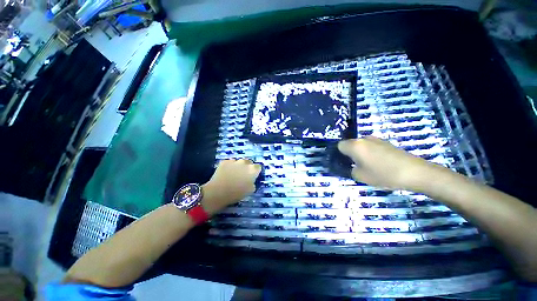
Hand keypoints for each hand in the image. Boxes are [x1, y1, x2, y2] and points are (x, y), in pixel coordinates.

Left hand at [201, 159, 261, 214]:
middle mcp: (244, 162)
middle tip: (243, 176)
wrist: (217, 192)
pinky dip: (229, 167)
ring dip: (238, 167)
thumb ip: (253, 182)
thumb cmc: (236, 193)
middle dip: (247, 168)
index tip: (253, 176)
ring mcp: (234, 161)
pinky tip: (226, 173)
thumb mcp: (251, 190)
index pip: (258, 167)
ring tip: (233, 175)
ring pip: (239, 162)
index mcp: (252, 169)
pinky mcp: (224, 161)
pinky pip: (230, 163)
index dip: (256, 172)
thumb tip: (251, 180)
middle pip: (249, 163)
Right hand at [337, 136, 434, 190]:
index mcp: (355, 145)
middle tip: (355, 166)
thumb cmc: (383, 174)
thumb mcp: (360, 177)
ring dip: (360, 153)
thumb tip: (350, 166)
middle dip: (350, 154)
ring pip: (361, 145)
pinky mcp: (386, 142)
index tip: (344, 163)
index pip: (339, 145)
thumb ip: (349, 170)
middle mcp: (363, 139)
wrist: (414, 172)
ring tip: (369, 165)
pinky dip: (370, 153)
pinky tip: (379, 163)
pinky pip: (371, 146)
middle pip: (350, 144)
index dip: (339, 154)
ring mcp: (376, 139)